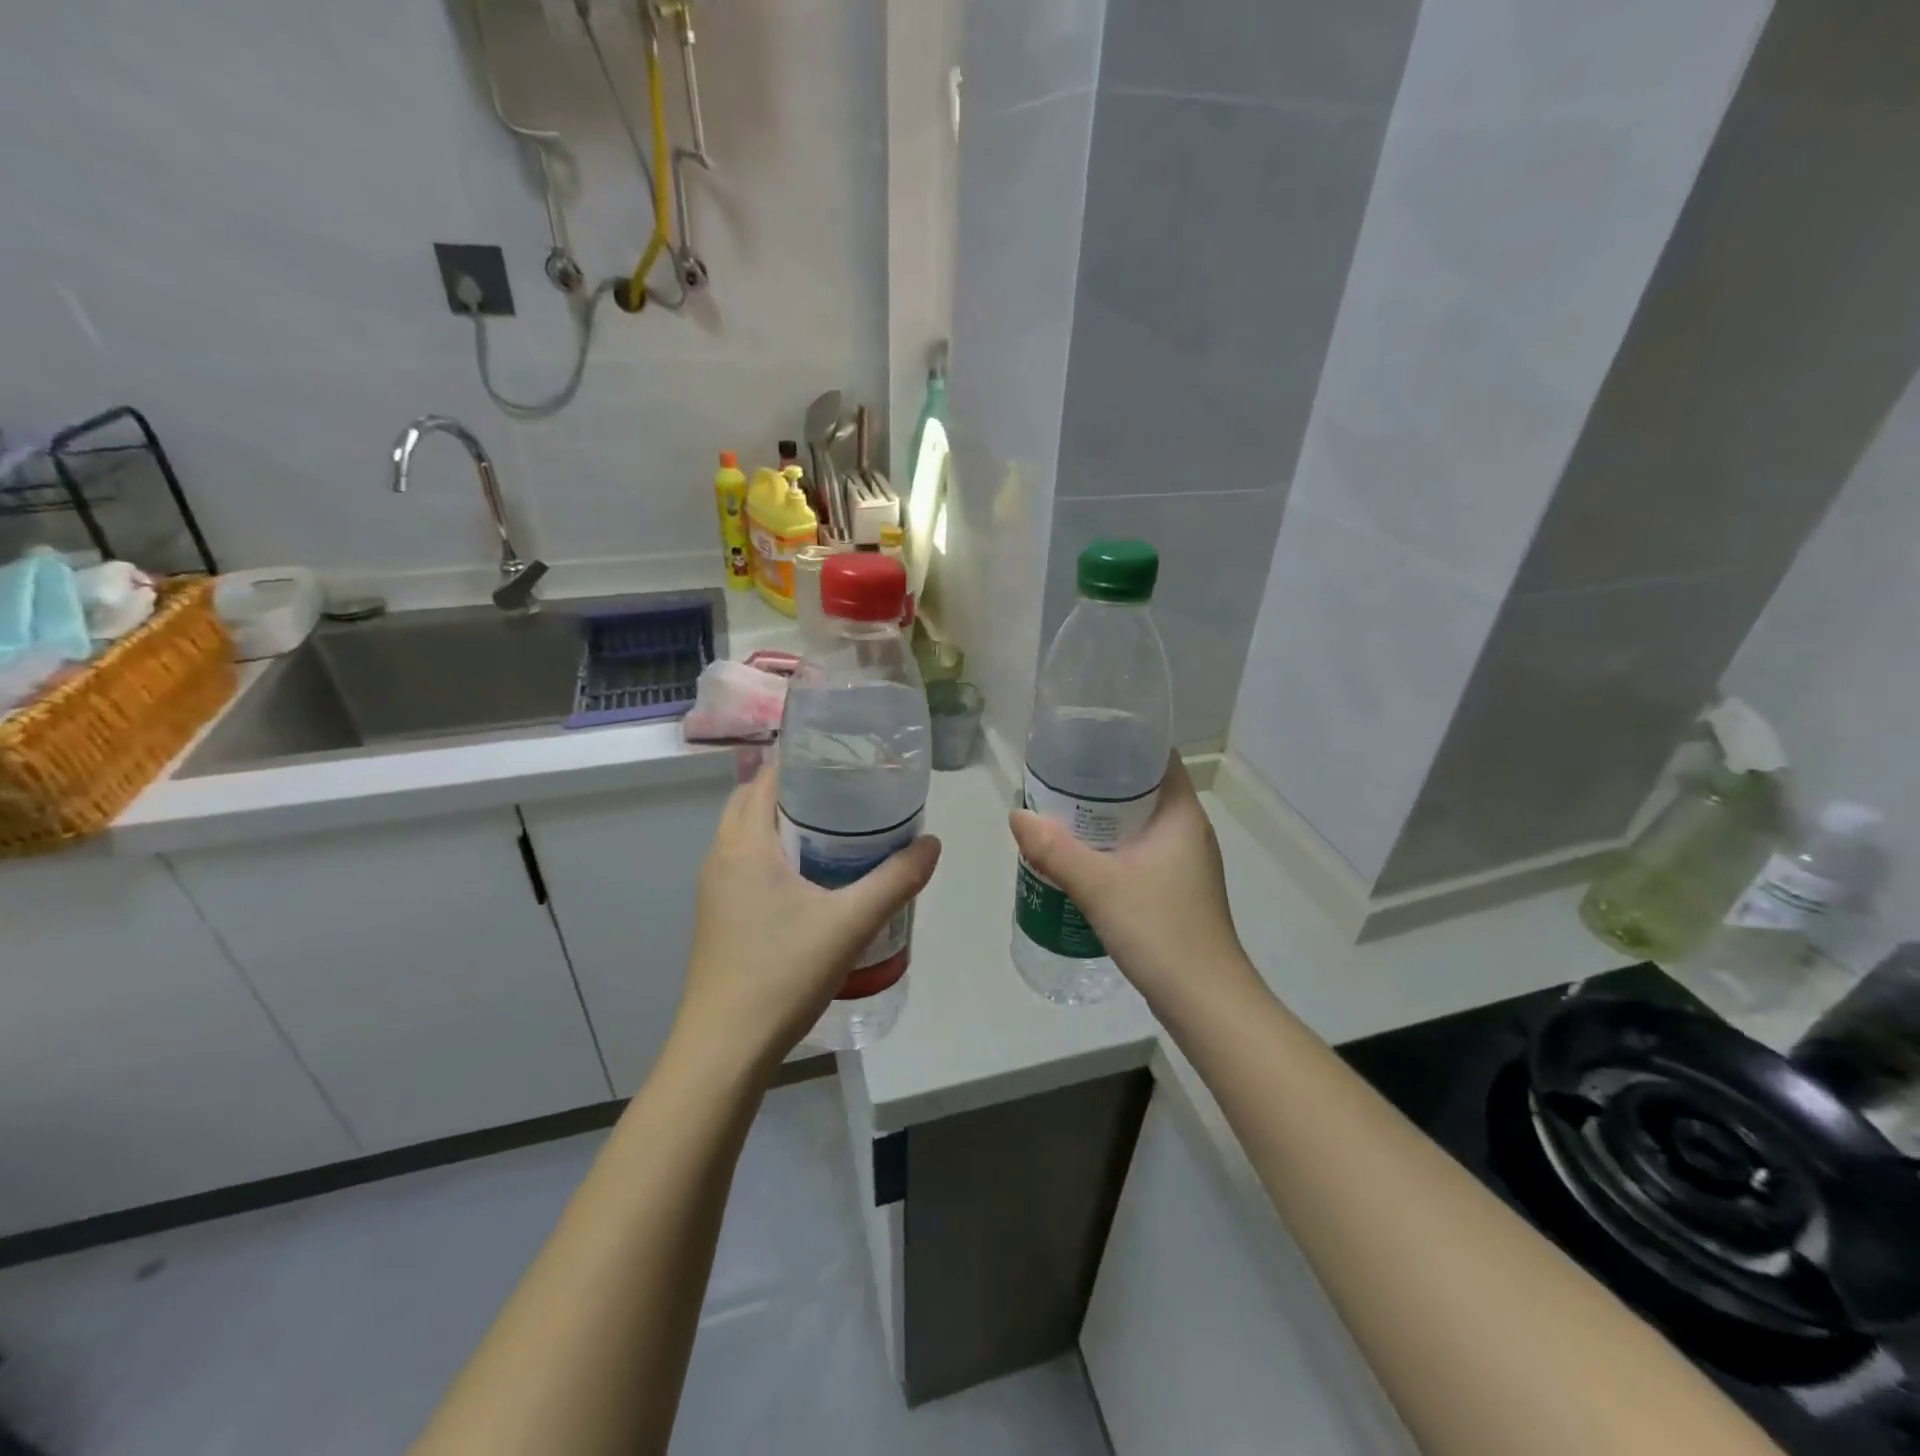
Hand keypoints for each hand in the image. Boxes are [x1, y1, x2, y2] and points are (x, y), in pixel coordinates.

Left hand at [675, 763, 941, 1072]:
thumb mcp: (850, 923)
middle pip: (753, 801)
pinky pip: (747, 864)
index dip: (802, 760)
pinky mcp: (719, 916)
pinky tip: (815, 880)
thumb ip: (896, 880)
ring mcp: (715, 889)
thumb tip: (932, 843)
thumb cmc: (781, 974)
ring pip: (749, 835)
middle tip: (848, 796)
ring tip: (838, 832)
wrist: (724, 1049)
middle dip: (796, 791)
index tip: (845, 759)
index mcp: (744, 844)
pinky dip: (776, 854)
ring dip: (784, 824)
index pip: (765, 777)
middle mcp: (721, 857)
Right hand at [1009, 755, 1254, 1015]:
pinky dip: (1112, 849)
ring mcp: (1185, 864)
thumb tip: (1017, 815)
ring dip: (1104, 820)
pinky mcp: (1176, 891)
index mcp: (1182, 815)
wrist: (1204, 1001)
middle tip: (1058, 779)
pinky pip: (1140, 854)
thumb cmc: (1160, 929)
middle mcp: (1189, 832)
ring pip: (1140, 825)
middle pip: (1144, 790)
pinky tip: (1081, 861)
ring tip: (1060, 815)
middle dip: (1102, 783)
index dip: (1124, 742)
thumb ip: (1054, 850)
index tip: (1084, 740)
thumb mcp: (1099, 886)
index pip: (1159, 758)